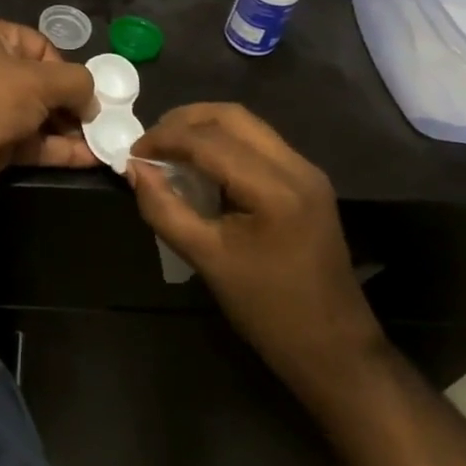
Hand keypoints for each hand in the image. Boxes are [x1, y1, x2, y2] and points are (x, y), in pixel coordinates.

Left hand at [0, 18, 96, 204]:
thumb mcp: (39, 78)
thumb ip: (75, 83)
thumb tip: (92, 101)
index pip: (40, 47)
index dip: (66, 68)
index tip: (88, 92)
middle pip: (42, 84)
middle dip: (73, 103)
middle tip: (103, 121)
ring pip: (40, 118)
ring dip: (71, 130)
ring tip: (107, 142)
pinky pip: (33, 145)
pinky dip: (60, 151)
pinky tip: (92, 159)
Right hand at [124, 104, 385, 399]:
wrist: (334, 349)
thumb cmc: (267, 309)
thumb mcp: (205, 259)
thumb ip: (163, 208)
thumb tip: (134, 169)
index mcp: (274, 189)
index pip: (208, 141)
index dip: (164, 139)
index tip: (132, 153)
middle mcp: (296, 167)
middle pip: (231, 116)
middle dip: (183, 121)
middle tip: (150, 143)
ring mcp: (307, 171)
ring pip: (246, 124)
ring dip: (204, 127)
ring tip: (170, 148)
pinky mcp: (308, 181)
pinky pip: (258, 142)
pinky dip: (224, 141)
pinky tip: (201, 163)